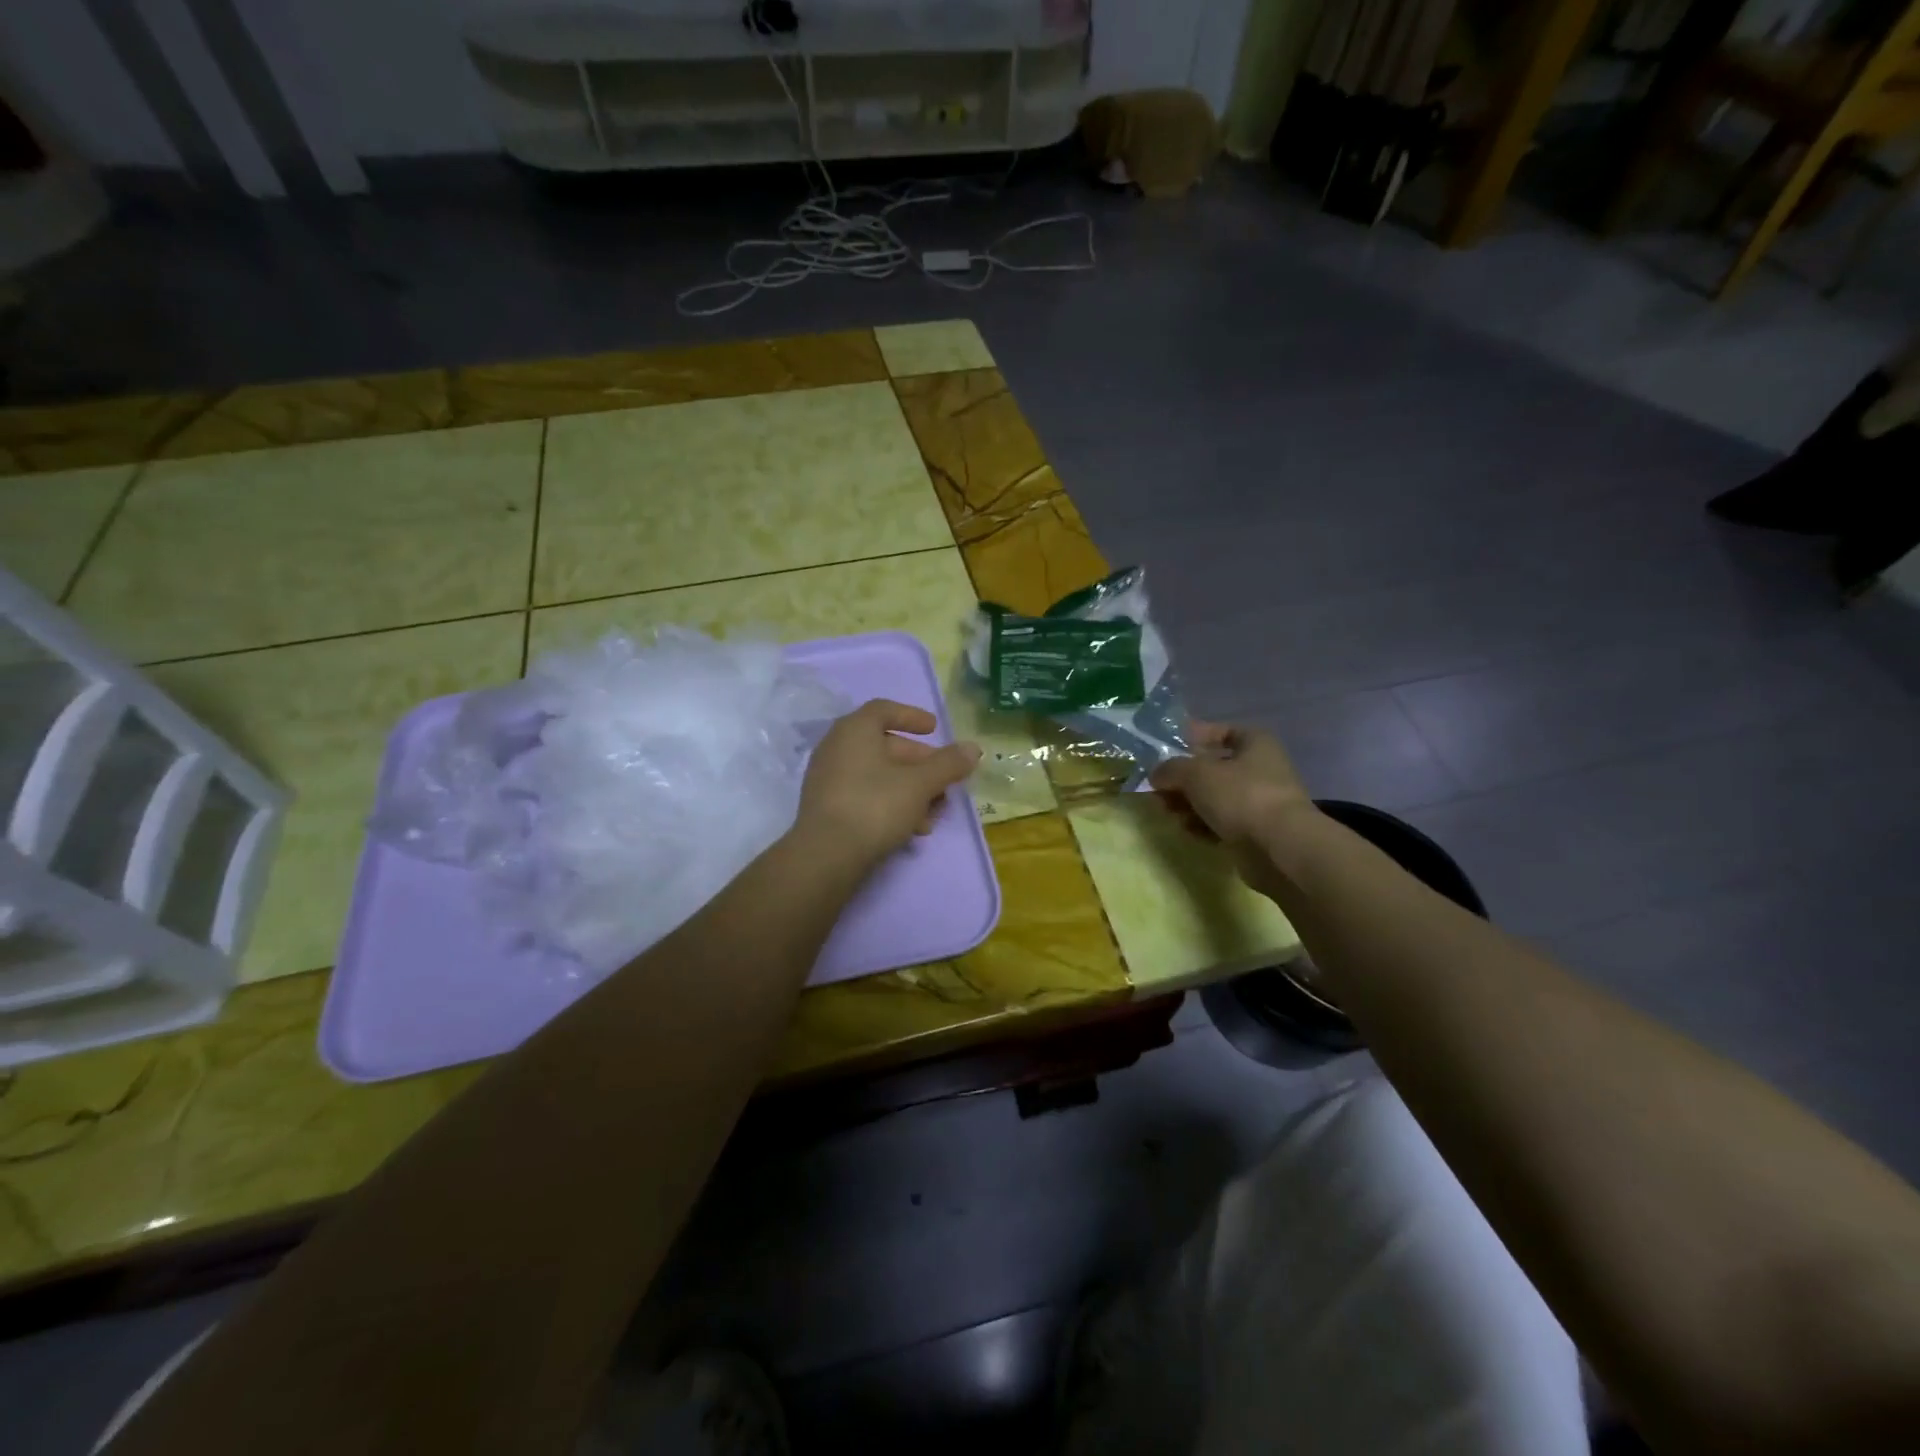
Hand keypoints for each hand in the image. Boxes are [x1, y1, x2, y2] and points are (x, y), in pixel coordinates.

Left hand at [796, 700, 980, 867]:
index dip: (912, 716)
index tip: (935, 729)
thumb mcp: (920, 784)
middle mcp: (837, 747)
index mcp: (855, 730)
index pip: (884, 710)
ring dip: (911, 789)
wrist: (826, 856)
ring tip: (934, 813)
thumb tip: (973, 748)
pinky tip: (912, 829)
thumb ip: (948, 764)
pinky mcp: (827, 807)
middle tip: (945, 780)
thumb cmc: (875, 806)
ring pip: (879, 775)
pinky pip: (866, 795)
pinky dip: (891, 803)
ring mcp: (828, 778)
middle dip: (921, 764)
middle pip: (886, 746)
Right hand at [1149, 721, 1313, 892]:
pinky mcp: (1255, 831)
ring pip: (1214, 797)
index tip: (1166, 748)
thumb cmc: (1241, 796)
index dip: (1192, 737)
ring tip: (1168, 812)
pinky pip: (1221, 822)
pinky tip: (1189, 831)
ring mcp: (1259, 801)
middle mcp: (1260, 768)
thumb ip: (1170, 769)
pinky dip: (1203, 824)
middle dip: (1183, 779)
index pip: (1219, 731)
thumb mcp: (1196, 773)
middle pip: (1212, 768)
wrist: (1280, 847)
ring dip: (1189, 804)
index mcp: (1255, 743)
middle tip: (1158, 788)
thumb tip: (1156, 774)